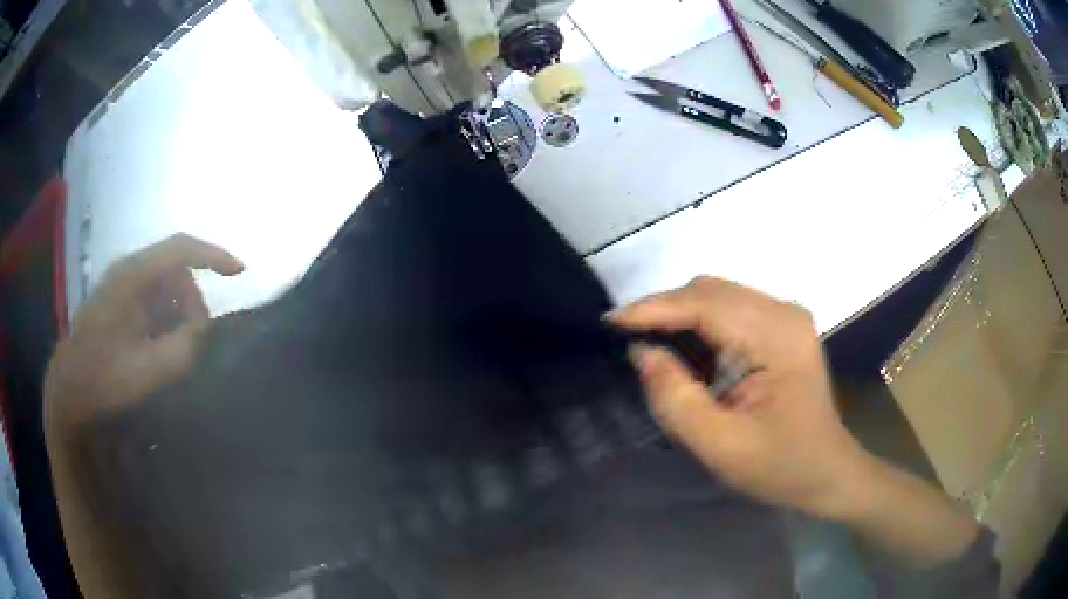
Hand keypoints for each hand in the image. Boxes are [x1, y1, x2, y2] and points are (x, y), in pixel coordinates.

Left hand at [45, 233, 243, 431]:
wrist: (70, 390)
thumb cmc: (104, 378)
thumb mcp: (148, 370)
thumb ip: (183, 348)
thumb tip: (205, 329)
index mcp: (132, 276)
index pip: (180, 250)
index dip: (213, 256)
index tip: (241, 273)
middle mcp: (127, 271)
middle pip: (175, 270)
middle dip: (192, 302)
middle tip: (196, 341)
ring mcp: (121, 285)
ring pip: (165, 286)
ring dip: (177, 314)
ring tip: (175, 350)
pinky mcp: (117, 302)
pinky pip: (152, 300)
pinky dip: (164, 319)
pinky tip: (158, 347)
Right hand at [609, 276, 867, 519]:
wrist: (827, 472)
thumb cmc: (780, 465)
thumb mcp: (721, 445)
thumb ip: (676, 399)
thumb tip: (641, 352)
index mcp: (777, 336)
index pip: (705, 304)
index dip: (653, 309)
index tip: (608, 323)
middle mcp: (783, 312)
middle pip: (710, 291)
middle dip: (664, 310)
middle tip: (627, 340)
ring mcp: (785, 316)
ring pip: (717, 296)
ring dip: (680, 316)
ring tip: (650, 346)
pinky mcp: (782, 327)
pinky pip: (730, 310)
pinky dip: (699, 325)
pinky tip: (685, 350)